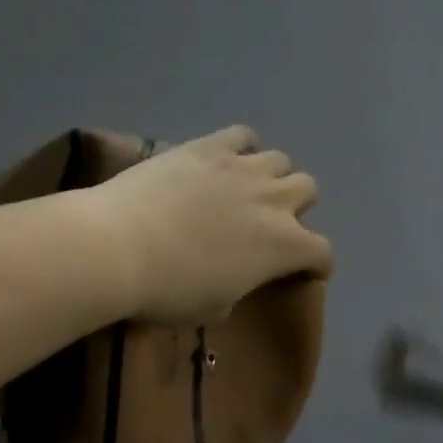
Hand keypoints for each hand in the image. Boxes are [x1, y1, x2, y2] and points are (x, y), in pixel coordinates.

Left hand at [90, 125, 333, 325]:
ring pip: (281, 160)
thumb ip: (240, 287)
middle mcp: (274, 201)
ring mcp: (243, 168)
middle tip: (269, 223)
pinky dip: (242, 148)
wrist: (120, 248)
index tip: (307, 270)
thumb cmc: (169, 291)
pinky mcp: (209, 146)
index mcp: (284, 247)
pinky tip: (226, 160)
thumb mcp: (216, 307)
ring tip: (247, 189)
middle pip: (308, 189)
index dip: (318, 264)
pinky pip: (242, 135)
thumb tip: (235, 276)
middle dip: (296, 207)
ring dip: (271, 176)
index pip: (322, 252)